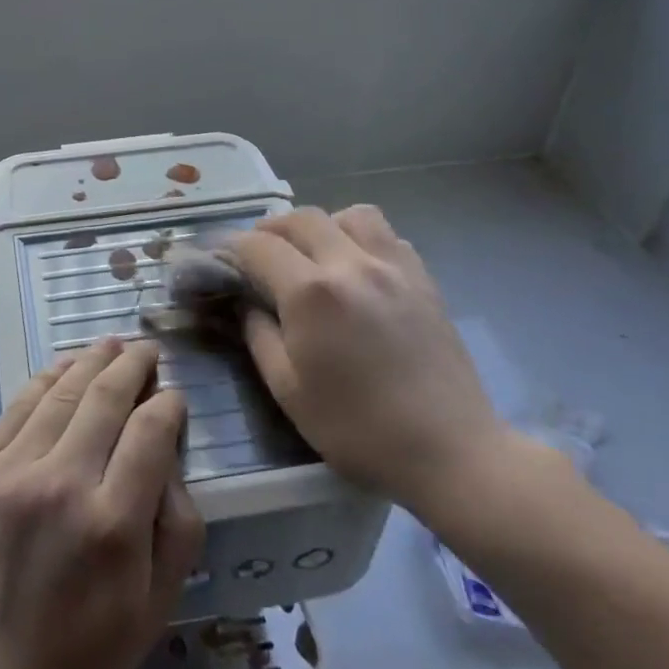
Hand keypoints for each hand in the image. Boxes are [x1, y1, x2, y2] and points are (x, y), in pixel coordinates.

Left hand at [0, 338, 204, 668]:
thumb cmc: (86, 645)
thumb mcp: (157, 603)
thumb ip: (178, 524)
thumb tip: (169, 451)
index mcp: (113, 523)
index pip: (150, 432)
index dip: (167, 404)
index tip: (173, 396)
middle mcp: (62, 485)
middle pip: (105, 398)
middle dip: (133, 365)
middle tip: (146, 350)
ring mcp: (12, 473)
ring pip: (61, 393)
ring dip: (91, 361)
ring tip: (111, 345)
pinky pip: (17, 409)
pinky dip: (45, 381)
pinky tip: (64, 367)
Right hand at [229, 206, 507, 518]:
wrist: (451, 452)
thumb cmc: (359, 430)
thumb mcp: (288, 390)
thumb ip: (257, 334)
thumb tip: (243, 302)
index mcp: (311, 293)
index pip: (258, 246)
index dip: (230, 247)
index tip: (217, 257)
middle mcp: (351, 264)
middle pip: (300, 219)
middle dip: (270, 230)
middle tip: (257, 256)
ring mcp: (393, 267)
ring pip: (348, 215)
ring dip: (320, 226)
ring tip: (311, 254)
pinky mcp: (423, 279)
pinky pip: (386, 235)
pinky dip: (360, 238)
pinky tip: (356, 269)